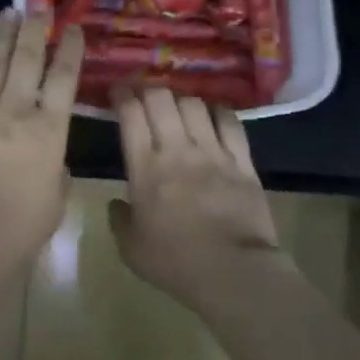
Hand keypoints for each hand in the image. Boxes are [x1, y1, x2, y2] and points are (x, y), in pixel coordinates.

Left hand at [0, 9, 83, 277]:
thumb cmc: (19, 226)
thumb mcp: (55, 199)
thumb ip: (56, 170)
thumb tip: (50, 159)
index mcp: (49, 130)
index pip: (64, 79)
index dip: (70, 50)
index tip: (73, 28)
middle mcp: (15, 110)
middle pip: (28, 60)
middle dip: (36, 30)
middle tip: (40, 7)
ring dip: (2, 35)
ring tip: (9, 11)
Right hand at [108, 84, 285, 305]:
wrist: (232, 271)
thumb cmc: (174, 262)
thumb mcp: (130, 248)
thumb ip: (119, 220)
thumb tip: (116, 204)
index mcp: (145, 167)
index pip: (130, 114)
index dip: (122, 95)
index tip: (117, 90)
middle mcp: (177, 150)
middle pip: (162, 99)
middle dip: (149, 89)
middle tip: (143, 93)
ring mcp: (213, 152)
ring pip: (195, 105)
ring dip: (181, 99)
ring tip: (177, 104)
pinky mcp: (242, 162)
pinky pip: (231, 123)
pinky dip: (218, 111)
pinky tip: (213, 112)